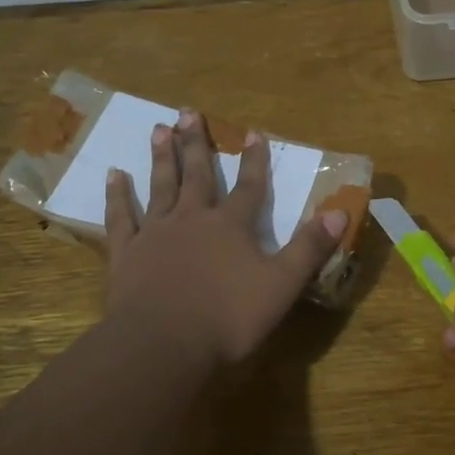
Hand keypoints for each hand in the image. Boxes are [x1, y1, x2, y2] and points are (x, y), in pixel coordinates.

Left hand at [103, 109, 346, 366]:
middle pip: (197, 175)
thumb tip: (340, 212)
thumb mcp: (281, 285)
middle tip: (187, 111)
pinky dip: (118, 196)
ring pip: (160, 187)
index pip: (249, 186)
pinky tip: (114, 175)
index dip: (254, 160)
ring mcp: (155, 234)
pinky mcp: (126, 253)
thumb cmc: (227, 317)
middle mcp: (192, 219)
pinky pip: (120, 217)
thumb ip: (309, 248)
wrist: (163, 343)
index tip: (253, 132)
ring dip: (161, 158)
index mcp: (230, 227)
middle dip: (196, 143)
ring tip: (158, 129)